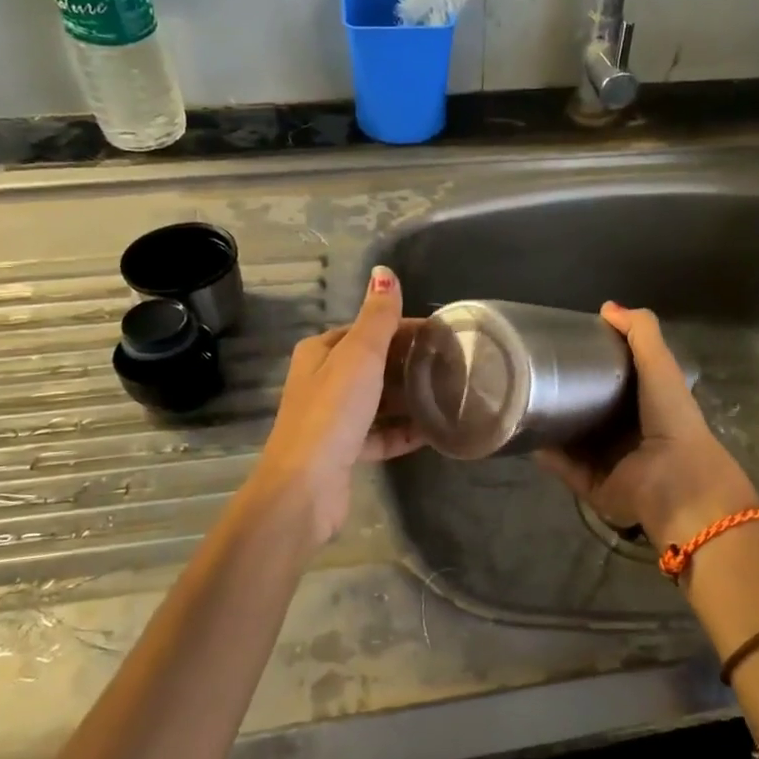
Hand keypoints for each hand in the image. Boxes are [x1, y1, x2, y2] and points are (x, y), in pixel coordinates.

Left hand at [246, 264, 423, 545]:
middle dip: (410, 363)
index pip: (368, 330)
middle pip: (375, 364)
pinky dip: (404, 431)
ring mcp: (334, 419)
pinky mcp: (345, 451)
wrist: (305, 487)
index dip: (404, 329)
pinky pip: (381, 434)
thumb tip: (384, 271)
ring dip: (409, 398)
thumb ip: (377, 317)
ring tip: (449, 395)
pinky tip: (434, 431)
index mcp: (321, 352)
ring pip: (379, 400)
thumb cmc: (332, 412)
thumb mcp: (360, 355)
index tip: (443, 336)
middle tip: (453, 366)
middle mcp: (324, 381)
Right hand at [537, 303, 758, 545]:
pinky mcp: (593, 486)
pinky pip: (564, 468)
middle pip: (589, 411)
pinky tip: (527, 438)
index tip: (562, 347)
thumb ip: (641, 333)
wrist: (675, 480)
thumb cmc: (671, 419)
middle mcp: (626, 434)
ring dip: (551, 426)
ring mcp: (609, 462)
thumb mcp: (660, 366)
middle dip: (565, 396)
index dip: (590, 365)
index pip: (612, 383)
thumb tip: (606, 307)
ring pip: (572, 441)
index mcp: (645, 406)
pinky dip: (548, 456)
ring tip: (522, 404)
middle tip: (534, 375)